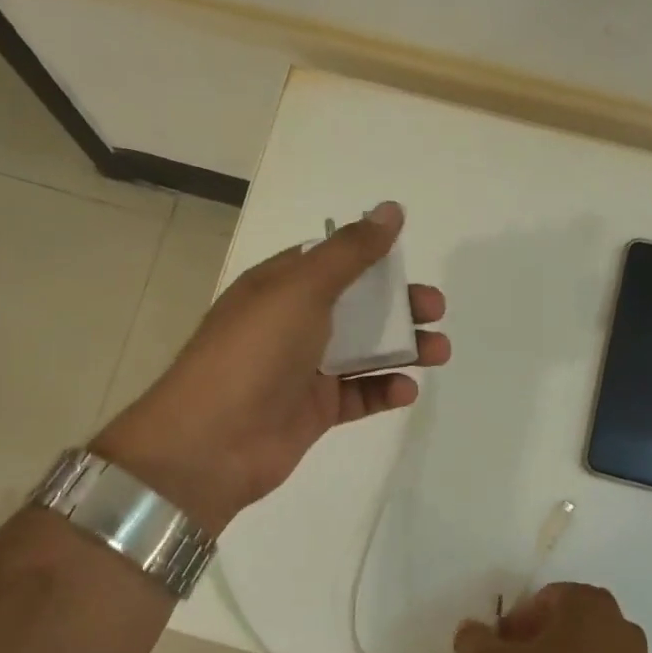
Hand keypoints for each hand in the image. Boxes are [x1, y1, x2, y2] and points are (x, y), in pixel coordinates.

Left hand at [92, 201, 448, 534]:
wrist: (211, 443)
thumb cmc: (254, 353)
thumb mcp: (302, 289)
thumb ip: (350, 251)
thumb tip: (391, 208)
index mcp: (278, 286)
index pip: (329, 262)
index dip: (369, 258)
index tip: (406, 261)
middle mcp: (290, 324)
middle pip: (355, 306)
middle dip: (398, 305)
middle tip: (435, 309)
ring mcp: (302, 369)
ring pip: (363, 351)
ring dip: (403, 347)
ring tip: (440, 350)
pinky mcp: (314, 411)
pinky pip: (358, 394)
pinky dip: (384, 389)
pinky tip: (406, 389)